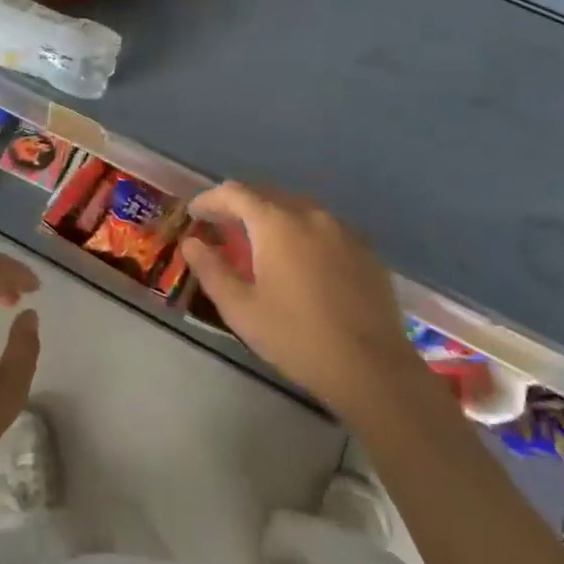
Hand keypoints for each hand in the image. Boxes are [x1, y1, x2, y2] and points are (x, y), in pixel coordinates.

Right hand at [180, 182, 413, 415]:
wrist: (372, 369)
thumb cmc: (297, 338)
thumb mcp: (242, 310)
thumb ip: (211, 270)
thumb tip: (191, 243)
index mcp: (276, 223)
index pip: (235, 193)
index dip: (210, 199)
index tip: (195, 214)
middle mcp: (310, 215)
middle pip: (267, 195)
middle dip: (240, 206)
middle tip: (222, 226)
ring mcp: (342, 230)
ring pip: (298, 209)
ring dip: (272, 217)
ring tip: (259, 241)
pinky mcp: (365, 249)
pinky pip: (324, 227)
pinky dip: (302, 232)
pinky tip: (301, 259)